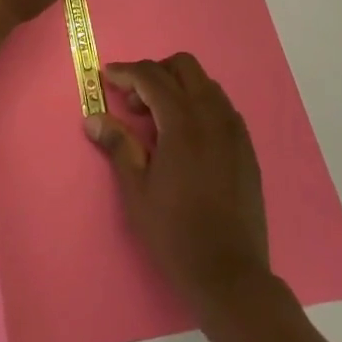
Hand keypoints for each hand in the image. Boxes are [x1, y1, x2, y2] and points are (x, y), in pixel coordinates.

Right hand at [85, 54, 269, 316]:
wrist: (230, 275)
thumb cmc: (175, 233)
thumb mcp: (136, 190)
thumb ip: (118, 145)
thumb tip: (94, 118)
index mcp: (183, 122)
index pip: (151, 76)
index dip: (125, 72)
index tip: (106, 77)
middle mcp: (213, 116)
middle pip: (184, 66)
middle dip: (155, 73)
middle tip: (133, 102)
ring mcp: (235, 131)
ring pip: (206, 84)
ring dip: (178, 87)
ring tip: (157, 120)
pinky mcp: (247, 149)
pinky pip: (221, 108)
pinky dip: (199, 106)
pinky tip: (185, 138)